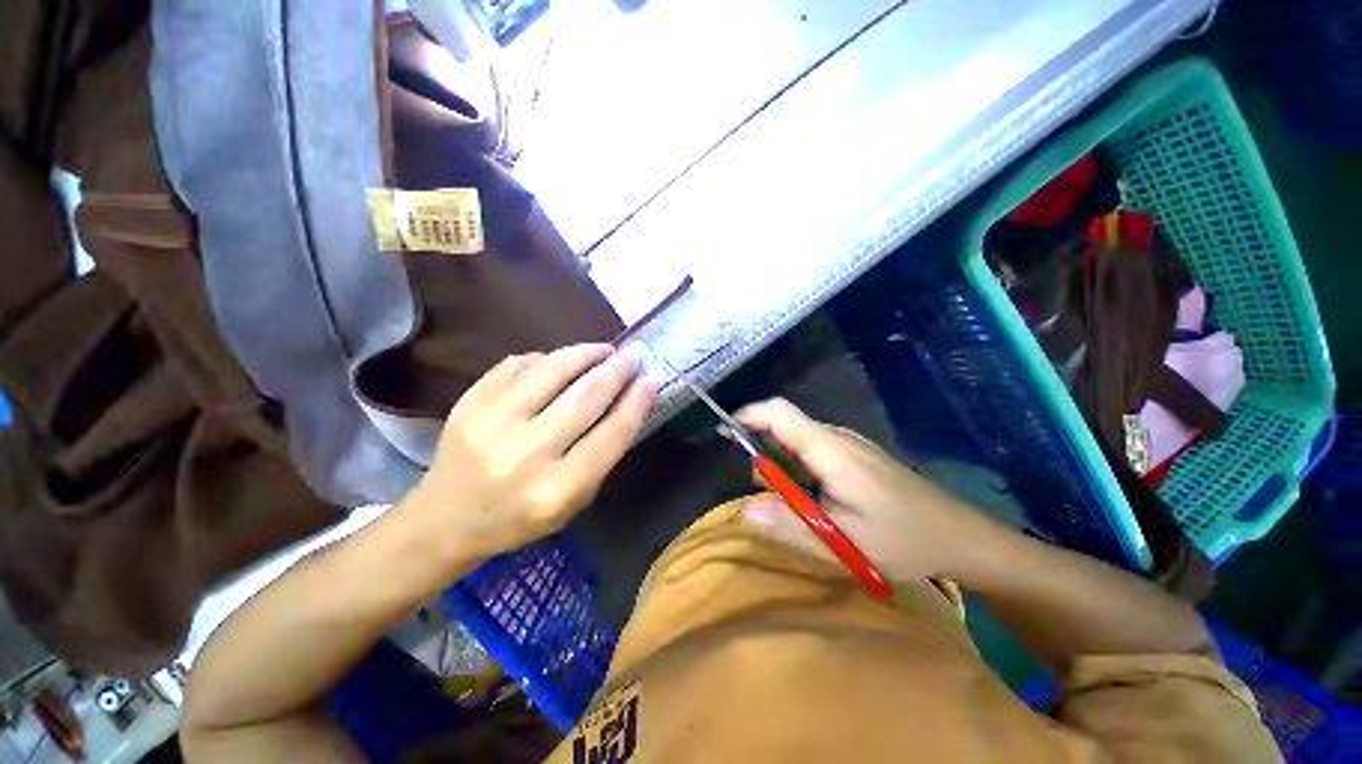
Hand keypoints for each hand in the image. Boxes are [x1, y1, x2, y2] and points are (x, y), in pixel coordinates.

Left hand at [410, 344, 655, 559]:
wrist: (447, 519)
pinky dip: (546, 359)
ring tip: (603, 350)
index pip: (612, 433)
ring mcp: (492, 423)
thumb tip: (627, 400)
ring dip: (585, 353)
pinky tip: (559, 362)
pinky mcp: (469, 403)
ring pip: (552, 370)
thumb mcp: (574, 500)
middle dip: (617, 370)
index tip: (650, 379)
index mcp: (558, 489)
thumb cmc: (521, 516)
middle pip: (586, 396)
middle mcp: (526, 454)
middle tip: (632, 355)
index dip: (636, 401)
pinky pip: (518, 365)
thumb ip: (602, 453)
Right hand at [734, 398, 983, 581]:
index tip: (724, 435)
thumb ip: (790, 527)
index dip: (747, 416)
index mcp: (829, 449)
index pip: (778, 413)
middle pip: (784, 422)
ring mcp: (848, 444)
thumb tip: (745, 510)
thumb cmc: (903, 540)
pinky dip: (796, 464)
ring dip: (779, 460)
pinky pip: (813, 447)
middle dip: (760, 446)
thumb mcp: (842, 544)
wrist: (960, 536)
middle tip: (761, 489)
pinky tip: (808, 496)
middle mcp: (836, 437)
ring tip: (786, 500)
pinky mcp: (854, 454)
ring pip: (797, 436)